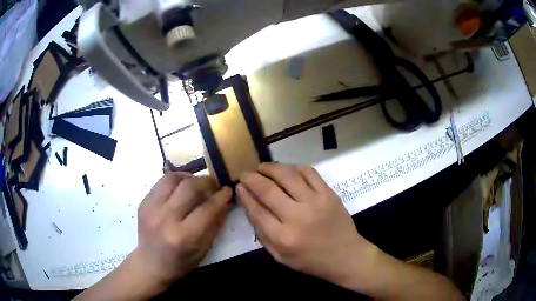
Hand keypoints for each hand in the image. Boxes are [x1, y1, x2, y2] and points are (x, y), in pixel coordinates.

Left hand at [134, 172, 231, 286]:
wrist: (150, 264)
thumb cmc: (179, 263)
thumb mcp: (203, 250)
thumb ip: (214, 225)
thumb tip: (224, 203)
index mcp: (182, 236)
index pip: (206, 209)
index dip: (221, 197)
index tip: (228, 190)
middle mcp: (165, 218)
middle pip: (189, 187)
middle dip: (206, 182)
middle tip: (214, 184)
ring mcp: (151, 208)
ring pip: (172, 178)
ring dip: (189, 177)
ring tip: (196, 182)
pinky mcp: (143, 202)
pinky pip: (161, 182)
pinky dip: (175, 181)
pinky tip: (181, 187)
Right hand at [236, 163, 377, 287]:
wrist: (345, 256)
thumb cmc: (310, 261)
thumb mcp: (280, 256)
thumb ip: (263, 234)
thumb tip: (250, 207)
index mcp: (283, 237)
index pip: (257, 210)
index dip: (245, 195)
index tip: (239, 186)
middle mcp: (297, 217)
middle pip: (268, 190)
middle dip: (252, 178)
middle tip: (246, 173)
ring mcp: (315, 202)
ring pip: (287, 176)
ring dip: (271, 168)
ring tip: (262, 167)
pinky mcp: (329, 194)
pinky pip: (309, 172)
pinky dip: (294, 167)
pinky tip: (286, 169)